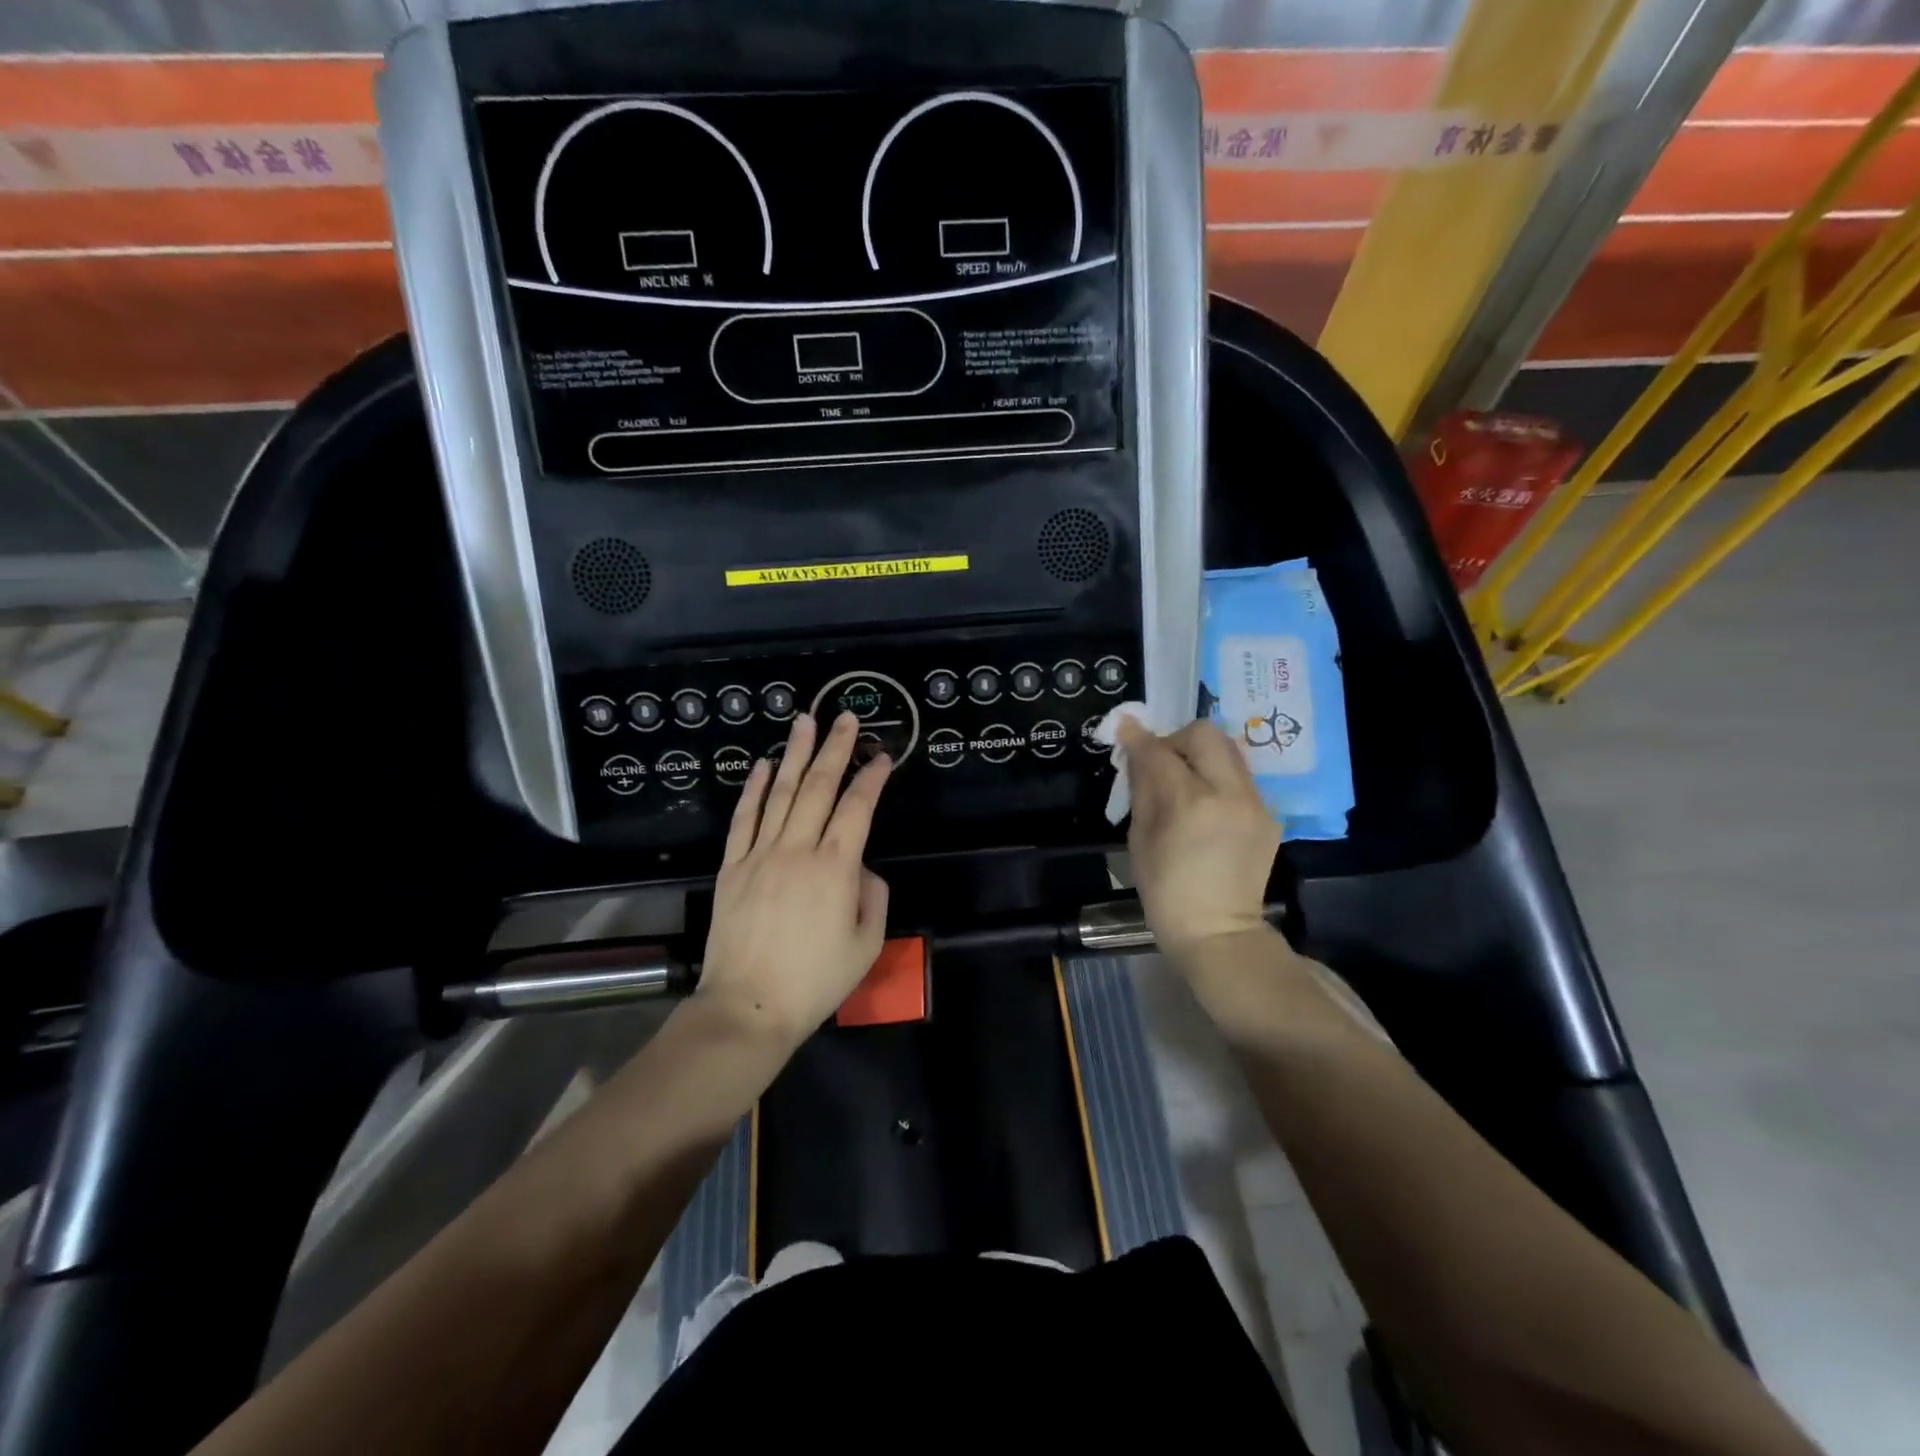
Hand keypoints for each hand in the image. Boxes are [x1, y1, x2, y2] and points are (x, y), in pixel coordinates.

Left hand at [696, 711, 891, 1046]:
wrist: (748, 1008)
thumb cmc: (815, 981)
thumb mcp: (866, 945)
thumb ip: (873, 898)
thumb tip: (861, 869)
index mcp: (835, 868)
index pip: (857, 808)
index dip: (871, 778)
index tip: (882, 756)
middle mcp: (797, 850)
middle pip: (819, 788)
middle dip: (835, 748)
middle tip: (845, 716)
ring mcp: (760, 855)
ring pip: (781, 793)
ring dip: (795, 754)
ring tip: (804, 721)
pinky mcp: (732, 867)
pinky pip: (744, 819)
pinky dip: (755, 789)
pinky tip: (764, 765)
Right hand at [1118, 718, 1282, 964]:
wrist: (1218, 932)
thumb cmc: (1165, 891)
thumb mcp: (1139, 839)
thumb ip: (1142, 789)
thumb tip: (1138, 754)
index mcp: (1188, 802)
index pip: (1159, 751)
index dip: (1139, 737)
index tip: (1126, 727)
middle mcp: (1228, 792)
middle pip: (1204, 734)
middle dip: (1178, 738)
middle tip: (1162, 761)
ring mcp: (1255, 803)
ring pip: (1228, 751)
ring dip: (1201, 755)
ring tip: (1186, 781)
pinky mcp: (1269, 815)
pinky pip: (1241, 778)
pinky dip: (1219, 779)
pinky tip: (1208, 807)